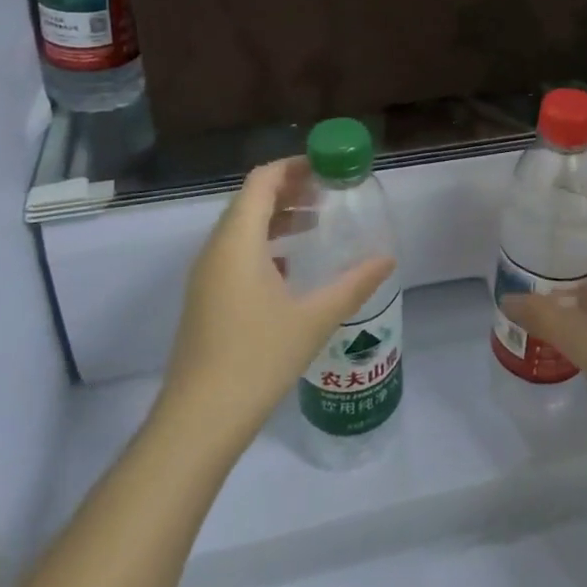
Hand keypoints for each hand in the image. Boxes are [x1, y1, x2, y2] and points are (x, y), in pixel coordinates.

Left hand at [156, 158, 393, 456]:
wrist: (199, 420)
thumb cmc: (257, 358)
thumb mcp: (314, 318)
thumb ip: (353, 283)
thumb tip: (388, 258)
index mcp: (238, 241)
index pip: (262, 181)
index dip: (293, 166)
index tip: (326, 167)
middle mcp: (216, 250)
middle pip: (250, 201)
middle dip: (289, 190)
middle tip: (328, 192)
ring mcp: (206, 276)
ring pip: (241, 228)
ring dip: (276, 218)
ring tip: (315, 222)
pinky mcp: (206, 299)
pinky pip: (235, 253)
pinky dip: (264, 245)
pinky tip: (291, 267)